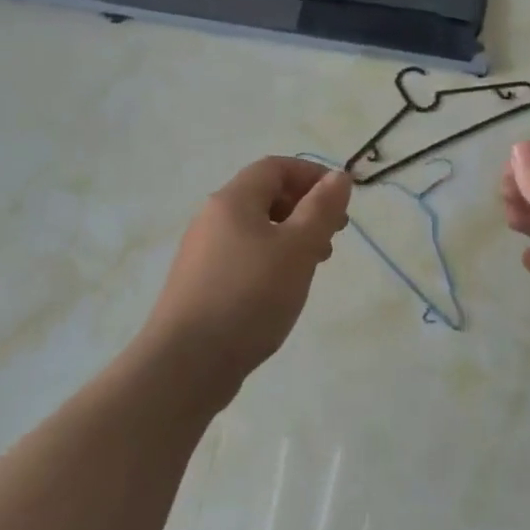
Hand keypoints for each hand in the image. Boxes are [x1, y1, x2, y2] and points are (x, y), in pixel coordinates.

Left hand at [141, 157, 352, 397]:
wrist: (187, 362)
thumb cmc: (249, 296)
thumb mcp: (297, 249)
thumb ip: (321, 209)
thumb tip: (338, 176)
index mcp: (232, 200)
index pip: (275, 167)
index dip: (312, 175)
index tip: (342, 199)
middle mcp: (212, 219)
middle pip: (263, 195)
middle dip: (304, 207)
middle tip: (334, 235)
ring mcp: (202, 253)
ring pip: (255, 229)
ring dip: (290, 236)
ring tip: (315, 264)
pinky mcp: (201, 284)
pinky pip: (243, 256)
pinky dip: (270, 260)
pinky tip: (283, 289)